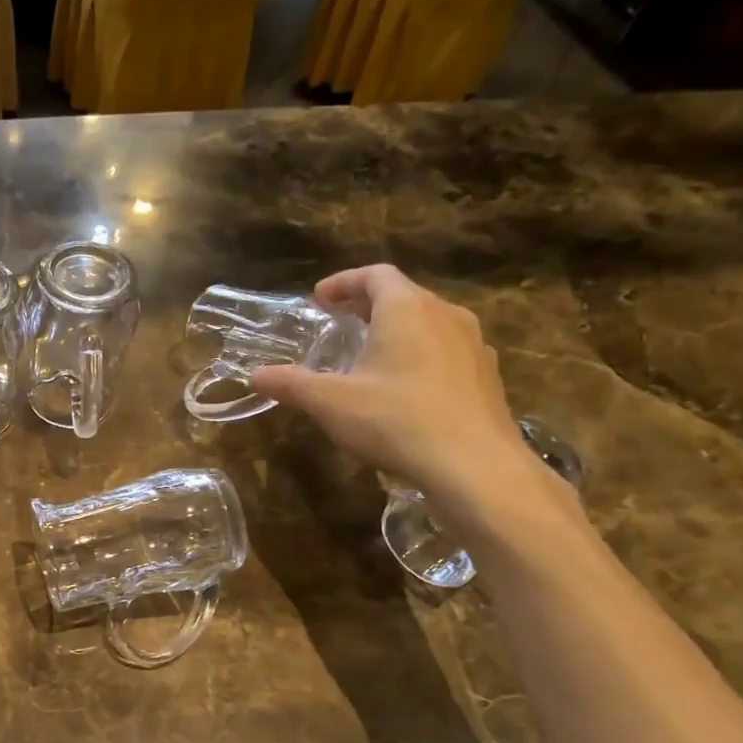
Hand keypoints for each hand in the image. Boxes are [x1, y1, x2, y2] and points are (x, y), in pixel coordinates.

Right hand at [250, 265, 538, 511]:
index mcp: (406, 309)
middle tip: (340, 325)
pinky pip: (446, 353)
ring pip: (428, 324)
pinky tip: (405, 391)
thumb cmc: (396, 420)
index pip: (375, 275)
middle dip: (367, 307)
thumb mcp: (330, 403)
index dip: (344, 282)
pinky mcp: (487, 377)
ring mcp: (473, 345)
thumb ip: (291, 384)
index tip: (319, 299)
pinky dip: (420, 357)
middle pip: (404, 296)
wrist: (475, 466)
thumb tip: (256, 375)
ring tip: (370, 358)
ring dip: (396, 332)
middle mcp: (445, 315)